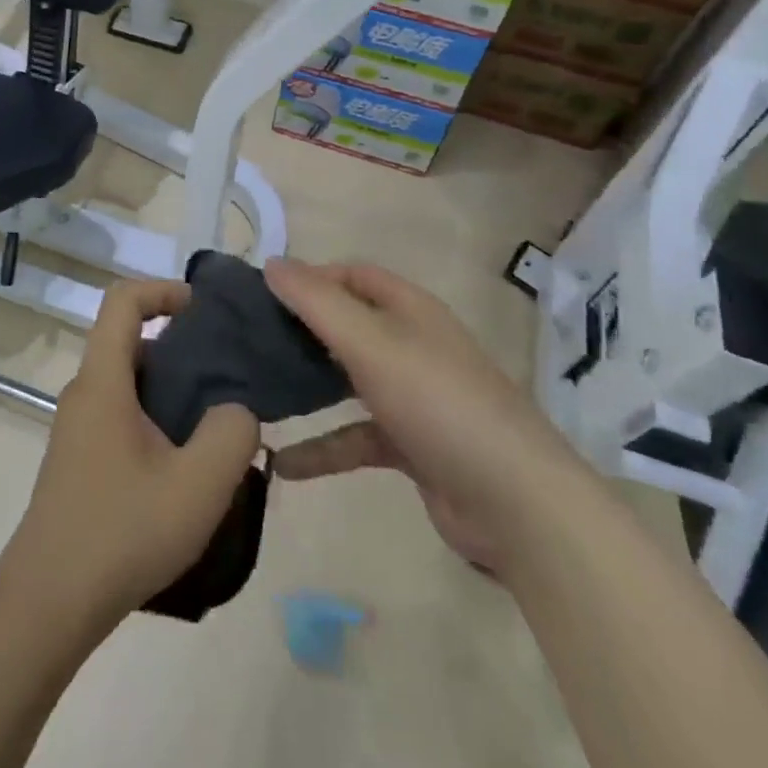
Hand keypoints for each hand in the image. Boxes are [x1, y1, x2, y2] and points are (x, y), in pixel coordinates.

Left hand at [0, 279, 261, 622]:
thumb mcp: (198, 485)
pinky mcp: (81, 459)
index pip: (123, 300)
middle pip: (132, 340)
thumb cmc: (121, 531)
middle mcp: (85, 393)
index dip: (163, 290)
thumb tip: (236, 411)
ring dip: (173, 390)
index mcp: (103, 380)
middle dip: (181, 346)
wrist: (48, 602)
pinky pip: (123, 415)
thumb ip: (232, 433)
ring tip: (217, 426)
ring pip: (130, 382)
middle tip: (228, 377)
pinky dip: (157, 419)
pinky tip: (186, 468)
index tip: (204, 310)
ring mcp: (79, 427)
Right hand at [265, 259, 578, 572]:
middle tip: (250, 340)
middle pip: (348, 325)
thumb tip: (271, 263)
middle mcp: (412, 344)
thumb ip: (317, 303)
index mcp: (410, 310)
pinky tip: (283, 463)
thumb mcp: (371, 343)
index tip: (265, 294)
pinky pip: (356, 436)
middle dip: (302, 330)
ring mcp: (414, 397)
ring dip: (307, 387)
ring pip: (348, 380)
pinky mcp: (412, 445)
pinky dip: (323, 448)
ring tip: (256, 392)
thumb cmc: (438, 403)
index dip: (312, 277)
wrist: (516, 504)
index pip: (354, 275)